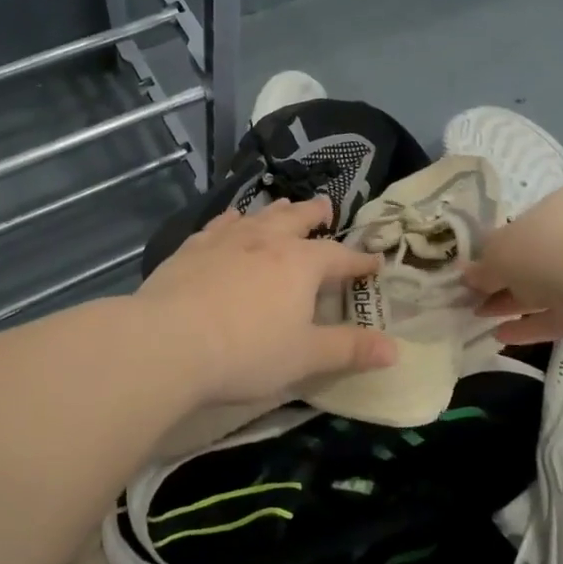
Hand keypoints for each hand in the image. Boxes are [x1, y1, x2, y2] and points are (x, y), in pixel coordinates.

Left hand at [137, 196, 398, 405]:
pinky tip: (230, 221)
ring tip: (283, 206)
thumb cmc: (246, 353)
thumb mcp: (305, 357)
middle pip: (297, 220)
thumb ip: (349, 350)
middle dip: (315, 215)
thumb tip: (394, 350)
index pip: (339, 257)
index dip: (359, 261)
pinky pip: (219, 225)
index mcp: (300, 264)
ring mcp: (226, 240)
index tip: (374, 263)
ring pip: (258, 216)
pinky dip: (232, 220)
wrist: (168, 342)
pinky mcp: (191, 248)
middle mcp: (266, 241)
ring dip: (275, 211)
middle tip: (326, 207)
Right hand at [464, 185, 562, 347]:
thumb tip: (468, 274)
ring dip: (513, 302)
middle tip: (475, 294)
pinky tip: (501, 335)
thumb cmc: (544, 248)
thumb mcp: (498, 251)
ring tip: (479, 315)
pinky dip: (531, 325)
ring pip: (547, 287)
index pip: (529, 221)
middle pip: (538, 256)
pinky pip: (559, 315)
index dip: (500, 244)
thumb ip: (483, 264)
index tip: (479, 265)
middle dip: (505, 278)